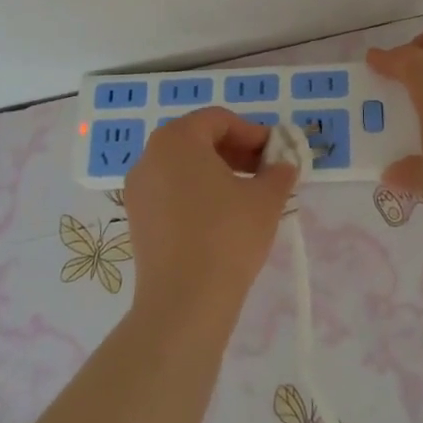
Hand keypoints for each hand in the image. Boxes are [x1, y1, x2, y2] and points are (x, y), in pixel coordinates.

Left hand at [122, 107, 298, 334]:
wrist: (185, 302)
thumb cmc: (228, 235)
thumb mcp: (266, 198)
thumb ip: (278, 172)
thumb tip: (284, 165)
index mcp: (177, 139)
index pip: (219, 120)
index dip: (252, 132)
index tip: (276, 154)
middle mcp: (149, 157)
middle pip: (198, 140)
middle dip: (235, 152)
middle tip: (266, 172)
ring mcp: (138, 190)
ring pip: (184, 168)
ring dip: (218, 173)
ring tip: (248, 197)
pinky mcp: (138, 220)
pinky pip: (171, 193)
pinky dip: (198, 195)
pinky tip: (223, 220)